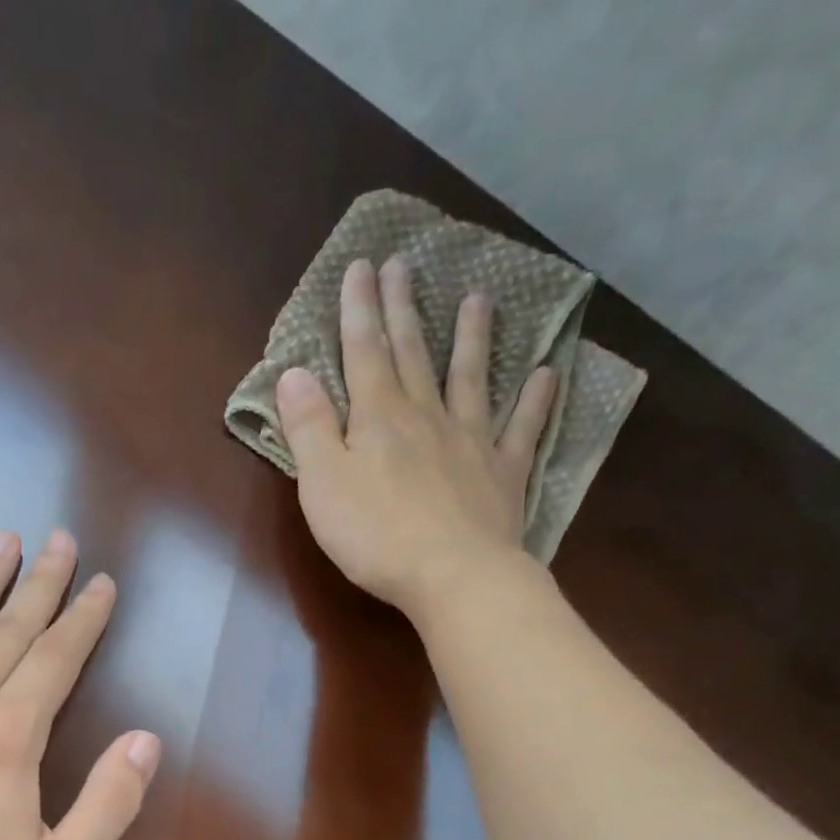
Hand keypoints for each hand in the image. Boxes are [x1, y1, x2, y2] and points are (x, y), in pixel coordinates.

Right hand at [276, 254, 558, 621]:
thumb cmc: (375, 535)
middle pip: (413, 354)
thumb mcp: (322, 484)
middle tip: (404, 263)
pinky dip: (536, 400)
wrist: (453, 576)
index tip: (361, 266)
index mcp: (378, 418)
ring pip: (470, 379)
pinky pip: (523, 428)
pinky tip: (546, 373)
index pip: (363, 353)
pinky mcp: (504, 474)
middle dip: (404, 309)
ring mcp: (471, 442)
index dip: (359, 310)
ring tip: (480, 298)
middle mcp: (426, 417)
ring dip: (472, 338)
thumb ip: (308, 427)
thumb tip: (293, 372)